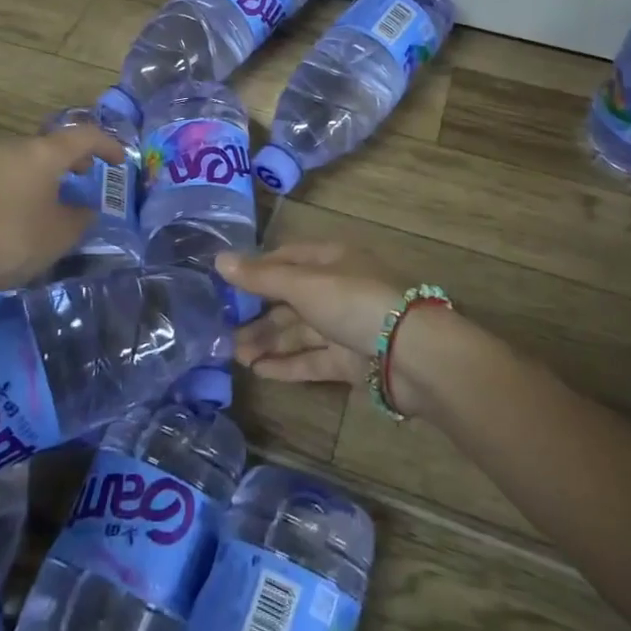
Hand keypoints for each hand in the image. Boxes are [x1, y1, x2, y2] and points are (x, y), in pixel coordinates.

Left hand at [0, 124, 122, 329]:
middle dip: (74, 157)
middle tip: (88, 174)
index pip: (85, 135)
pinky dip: (27, 186)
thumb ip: (80, 218)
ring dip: (48, 173)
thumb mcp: (60, 234)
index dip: (108, 145)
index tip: (121, 161)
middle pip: (53, 144)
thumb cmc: (11, 237)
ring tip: (58, 198)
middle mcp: (17, 149)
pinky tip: (27, 214)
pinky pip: (10, 177)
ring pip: (29, 160)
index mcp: (44, 152)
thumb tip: (85, 209)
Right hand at [219, 243, 436, 415]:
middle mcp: (338, 289)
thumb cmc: (355, 302)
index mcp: (332, 259)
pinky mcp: (352, 361)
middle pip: (291, 299)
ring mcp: (346, 326)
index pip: (288, 258)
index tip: (226, 283)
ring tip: (235, 355)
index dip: (258, 269)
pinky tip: (260, 371)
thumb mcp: (304, 285)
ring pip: (300, 332)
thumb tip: (218, 260)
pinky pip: (313, 360)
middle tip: (223, 331)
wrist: (413, 353)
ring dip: (268, 342)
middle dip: (258, 314)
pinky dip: (287, 364)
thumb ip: (261, 277)